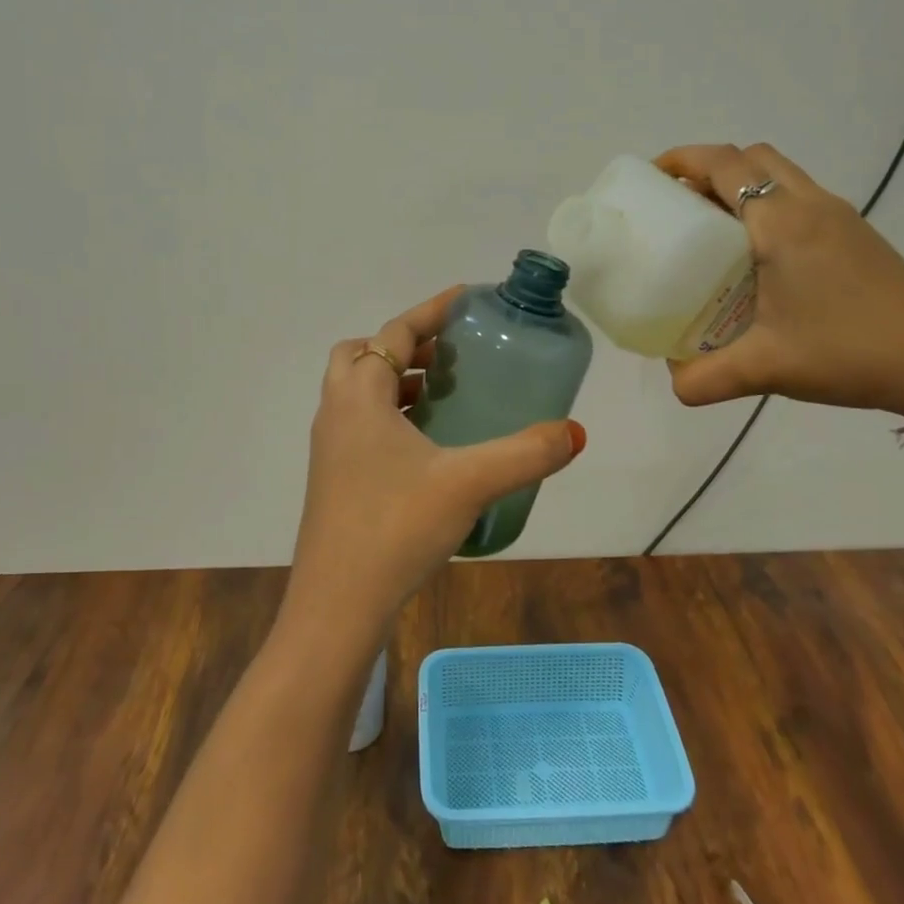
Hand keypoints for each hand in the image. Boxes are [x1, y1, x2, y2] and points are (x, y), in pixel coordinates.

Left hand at [281, 287, 584, 655]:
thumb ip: (525, 454)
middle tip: (451, 358)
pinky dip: (390, 415)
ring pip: (359, 391)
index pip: (395, 332)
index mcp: (360, 396)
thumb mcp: (469, 484)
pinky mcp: (333, 477)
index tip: (466, 298)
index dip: (431, 311)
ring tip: (446, 395)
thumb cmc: (396, 527)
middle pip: (363, 354)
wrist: (336, 605)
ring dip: (397, 380)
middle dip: (405, 345)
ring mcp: (330, 447)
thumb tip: (574, 433)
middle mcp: (336, 411)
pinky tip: (428, 447)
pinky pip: (361, 423)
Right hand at [655, 144, 903, 424]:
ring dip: (742, 185)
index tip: (650, 178)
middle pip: (752, 157)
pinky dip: (769, 206)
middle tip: (679, 205)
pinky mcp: (858, 236)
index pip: (724, 164)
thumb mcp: (766, 368)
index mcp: (782, 223)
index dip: (682, 160)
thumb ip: (706, 378)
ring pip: (781, 174)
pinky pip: (801, 198)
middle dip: (709, 168)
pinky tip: (760, 258)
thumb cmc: (850, 352)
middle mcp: (811, 206)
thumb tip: (673, 383)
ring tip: (712, 230)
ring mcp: (840, 218)